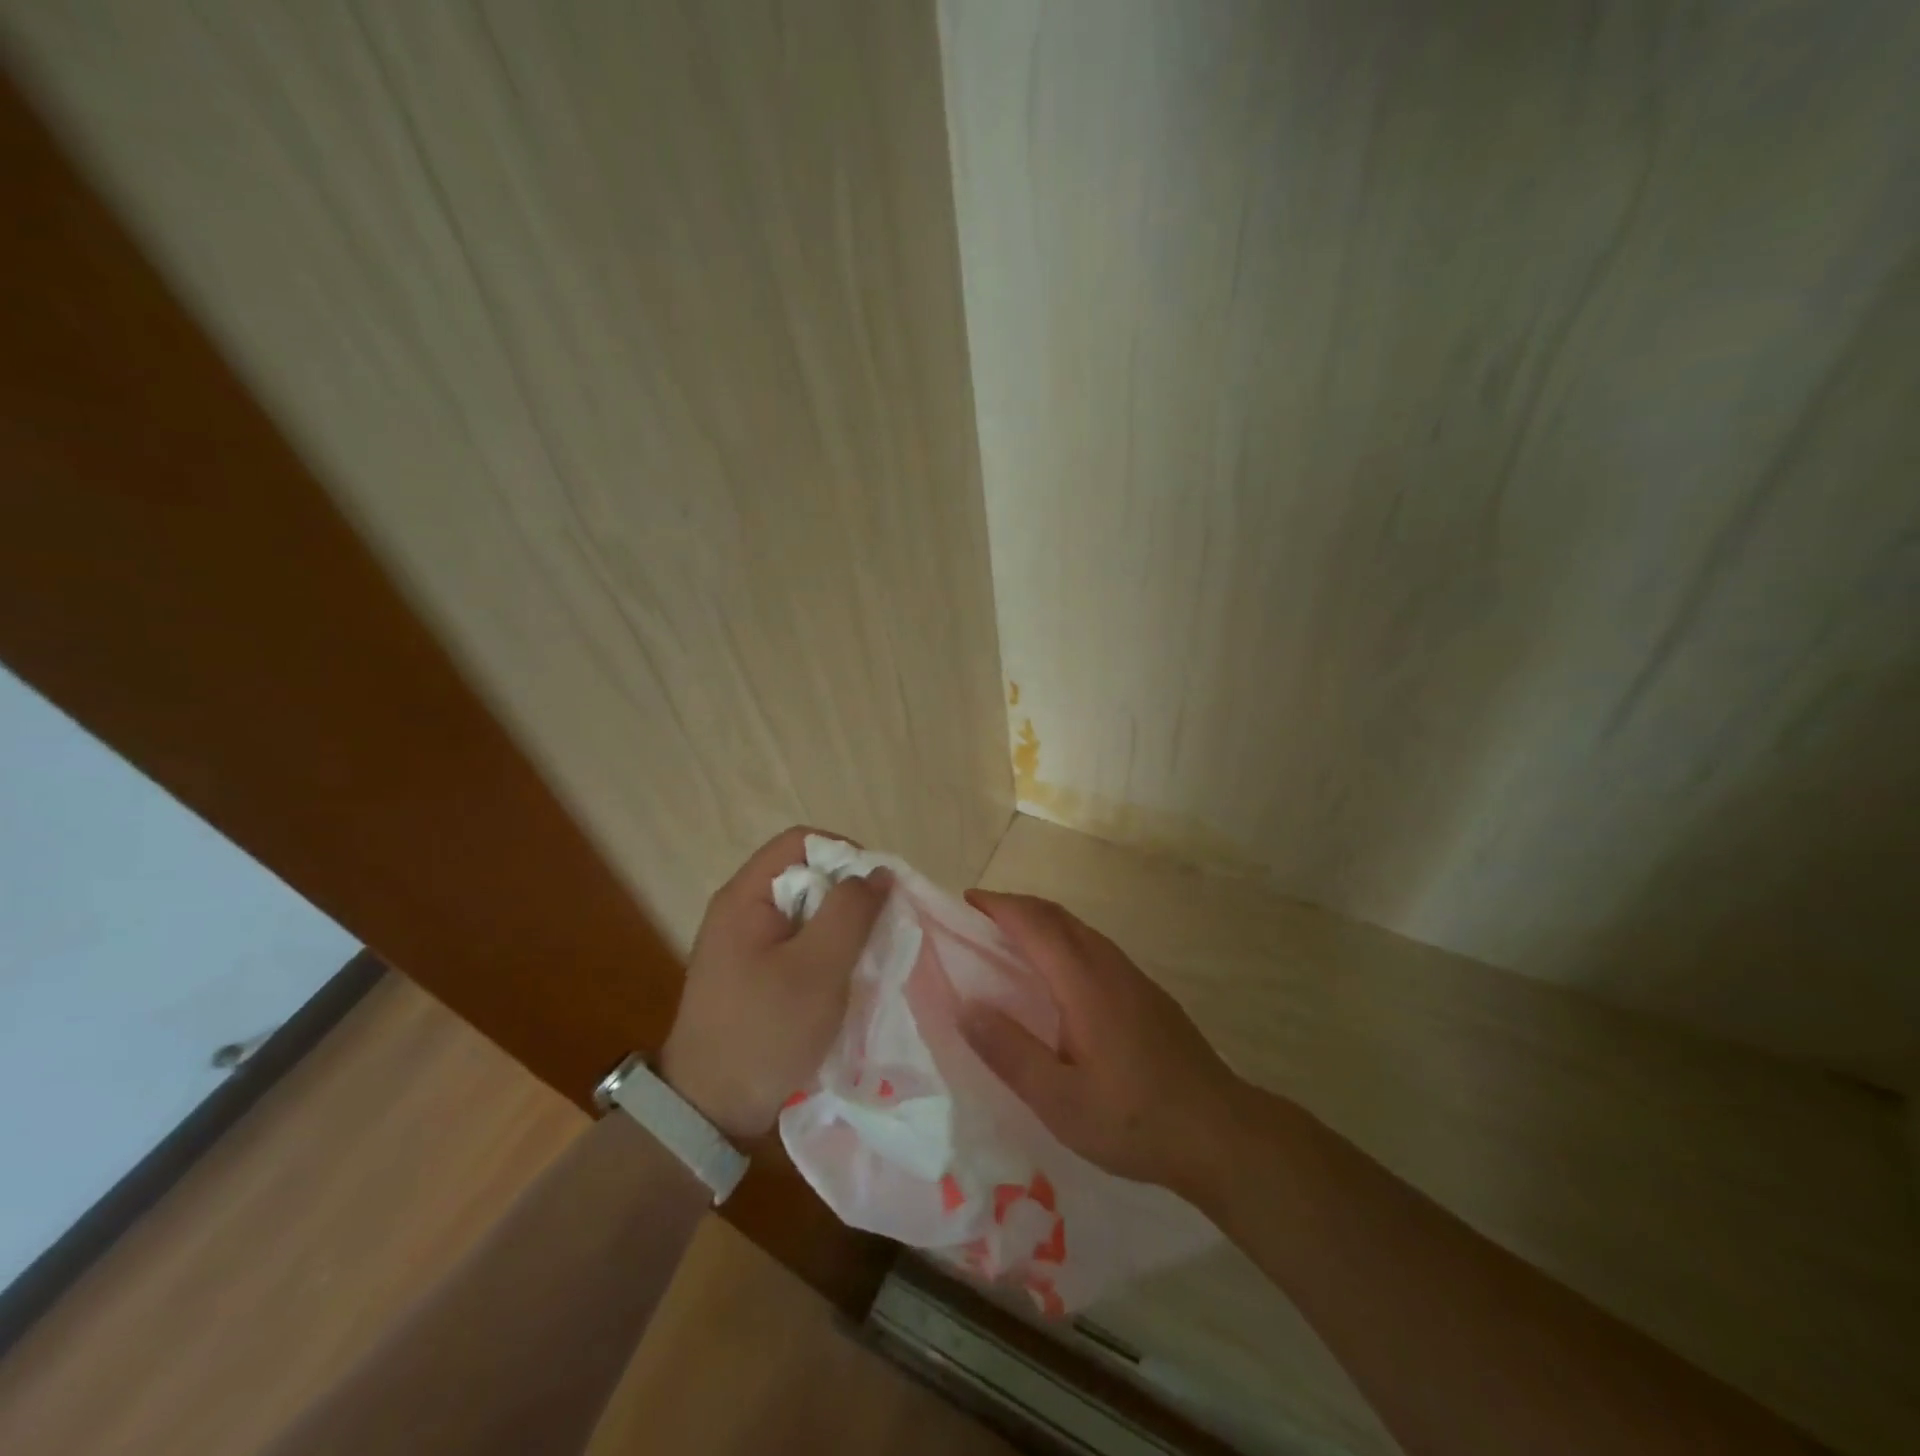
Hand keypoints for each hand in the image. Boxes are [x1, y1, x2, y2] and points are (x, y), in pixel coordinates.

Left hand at [659, 827, 887, 1139]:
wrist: (708, 1111)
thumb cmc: (765, 1030)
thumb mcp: (818, 968)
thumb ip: (850, 912)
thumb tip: (877, 872)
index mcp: (745, 897)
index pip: (800, 841)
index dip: (844, 854)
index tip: (876, 890)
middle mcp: (740, 911)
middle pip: (804, 874)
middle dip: (846, 895)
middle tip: (878, 927)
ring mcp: (743, 946)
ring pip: (804, 913)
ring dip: (839, 928)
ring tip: (867, 956)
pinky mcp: (751, 976)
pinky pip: (796, 944)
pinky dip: (824, 953)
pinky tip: (843, 980)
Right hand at [960, 890, 1242, 1197]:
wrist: (1222, 1133)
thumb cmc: (1134, 1119)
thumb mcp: (1059, 1100)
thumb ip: (1009, 1051)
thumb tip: (964, 1007)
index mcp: (1084, 982)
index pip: (1034, 923)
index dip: (998, 906)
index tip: (965, 902)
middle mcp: (1109, 966)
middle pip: (1058, 916)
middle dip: (1016, 907)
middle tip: (978, 920)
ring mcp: (1134, 978)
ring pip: (1080, 931)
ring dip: (1042, 923)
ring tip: (1009, 944)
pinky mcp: (1149, 995)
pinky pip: (1096, 949)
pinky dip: (1064, 943)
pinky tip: (1058, 980)